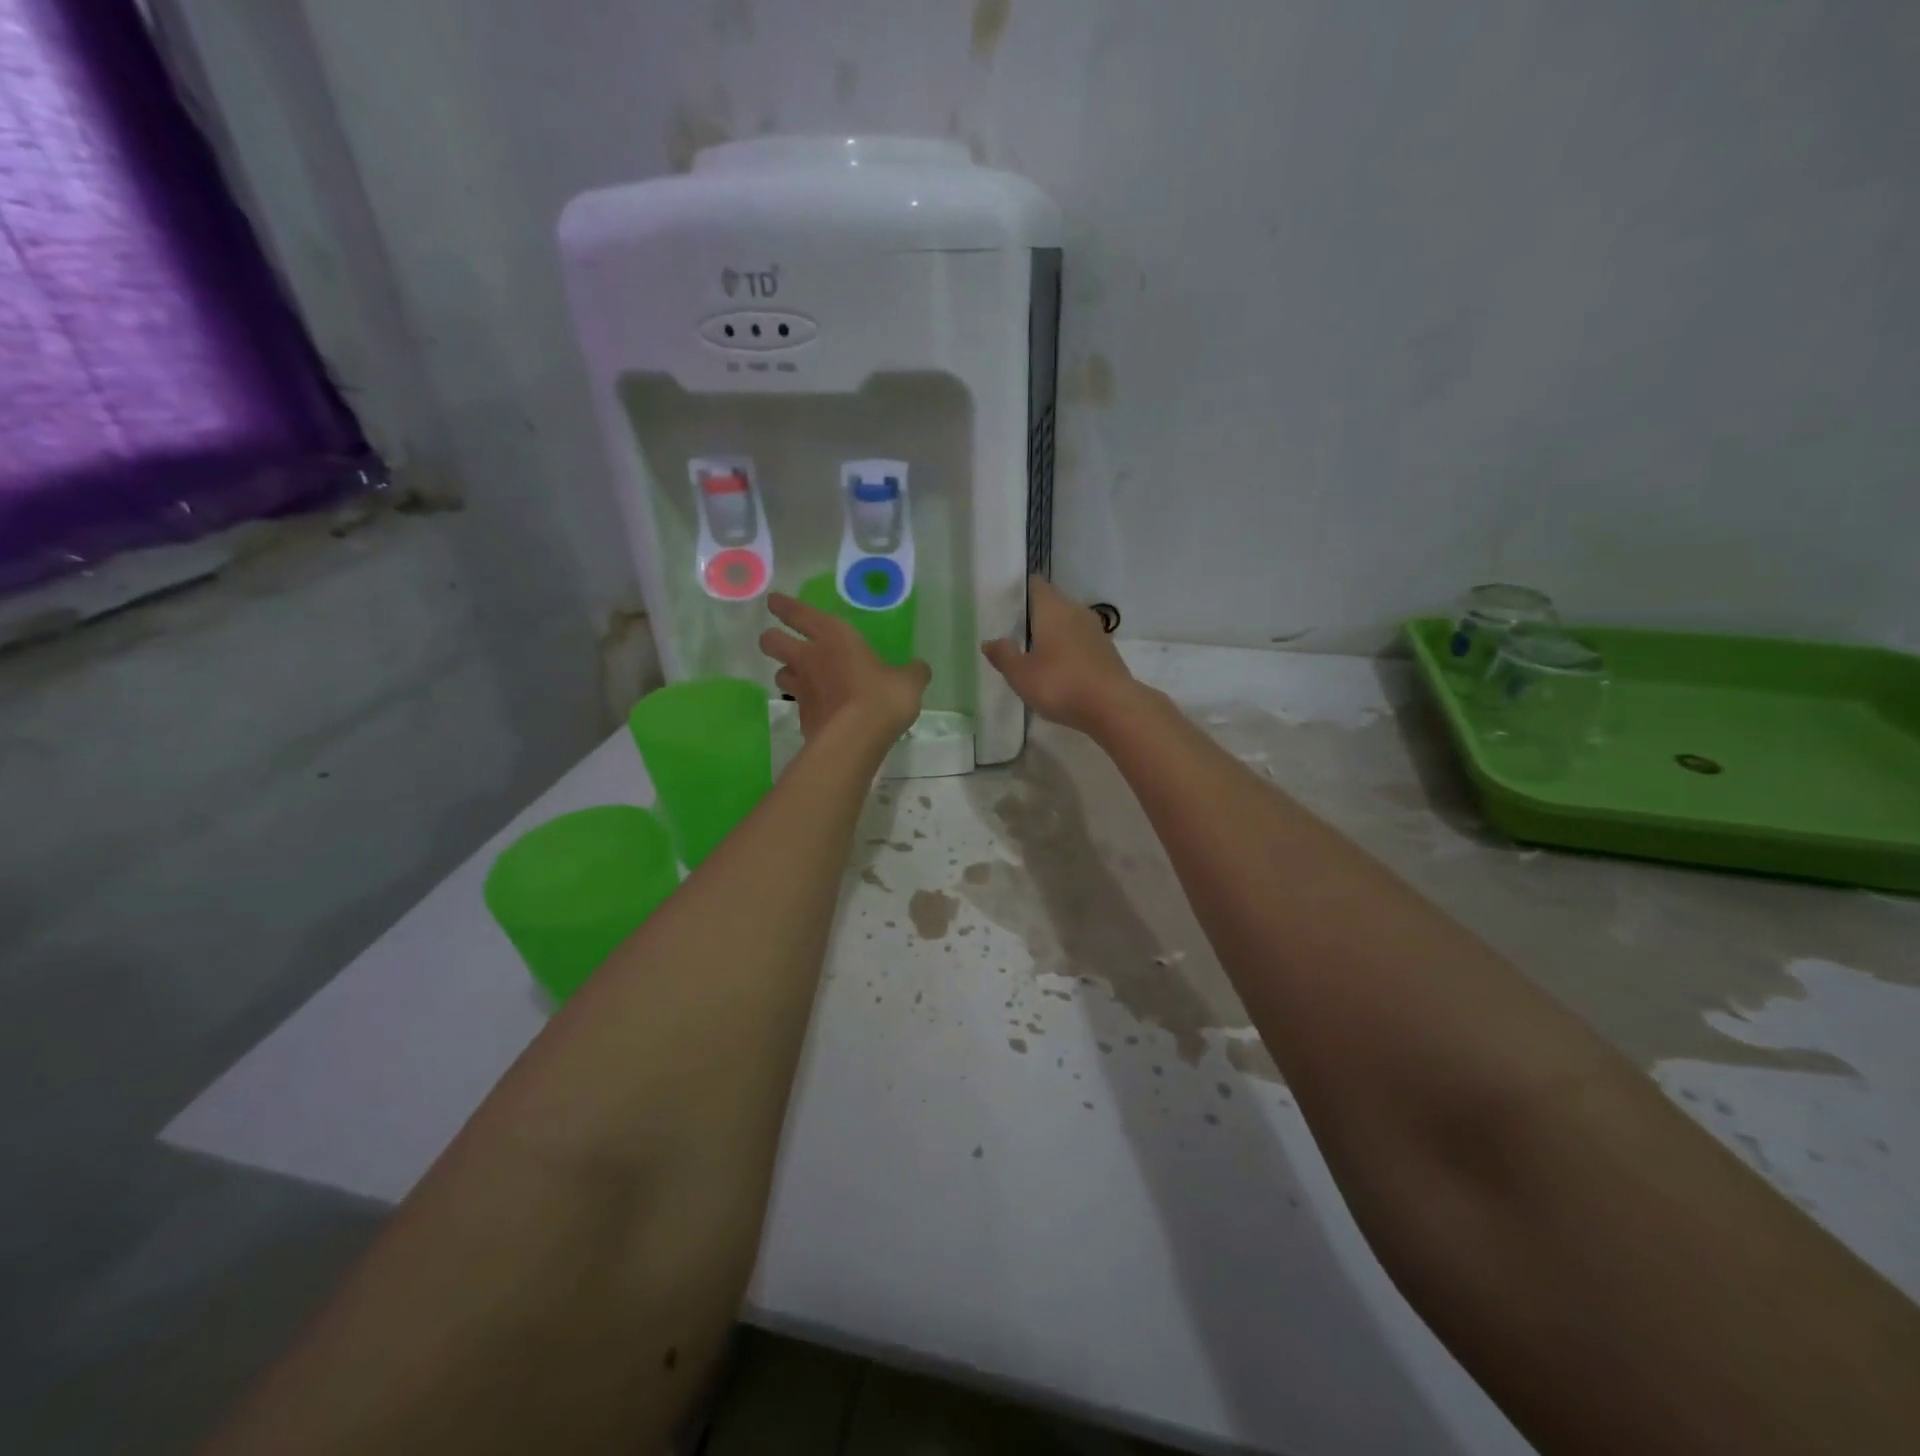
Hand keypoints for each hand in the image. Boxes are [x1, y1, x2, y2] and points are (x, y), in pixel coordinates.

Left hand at [760, 594, 930, 745]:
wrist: (854, 740)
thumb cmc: (881, 697)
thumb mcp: (909, 681)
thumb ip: (912, 672)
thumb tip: (918, 668)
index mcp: (834, 637)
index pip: (799, 613)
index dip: (784, 606)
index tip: (774, 602)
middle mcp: (810, 658)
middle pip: (772, 642)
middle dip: (772, 639)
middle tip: (779, 641)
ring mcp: (802, 690)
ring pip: (780, 674)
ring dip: (787, 673)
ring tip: (801, 679)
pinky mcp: (802, 718)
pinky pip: (798, 705)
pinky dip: (806, 705)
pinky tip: (821, 711)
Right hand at [982, 576, 1138, 734]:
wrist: (1113, 707)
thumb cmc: (1060, 684)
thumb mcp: (1020, 674)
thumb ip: (1004, 655)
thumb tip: (990, 641)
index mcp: (1053, 608)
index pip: (1035, 585)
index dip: (1019, 591)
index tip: (1005, 604)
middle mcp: (1077, 612)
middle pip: (1052, 604)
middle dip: (1034, 617)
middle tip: (1013, 634)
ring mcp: (1096, 631)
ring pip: (1068, 624)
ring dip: (1053, 635)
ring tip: (1034, 655)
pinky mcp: (1107, 652)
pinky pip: (1081, 643)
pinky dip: (1068, 651)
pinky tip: (1059, 671)